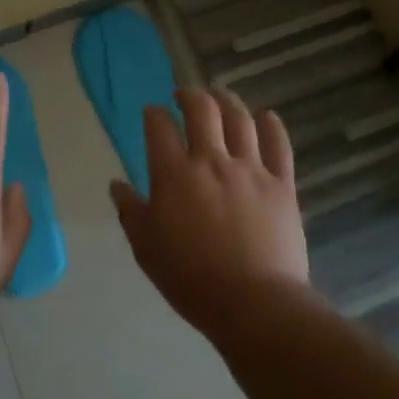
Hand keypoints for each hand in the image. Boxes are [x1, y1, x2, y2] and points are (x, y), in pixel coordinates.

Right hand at [111, 88, 309, 330]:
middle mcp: (211, 160)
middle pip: (201, 109)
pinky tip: (266, 116)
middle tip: (184, 96)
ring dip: (227, 100)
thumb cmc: (191, 279)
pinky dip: (272, 124)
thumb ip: (131, 211)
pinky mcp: (281, 183)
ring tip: (219, 96)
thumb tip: (117, 185)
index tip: (152, 113)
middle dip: (190, 95)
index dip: (154, 113)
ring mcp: (250, 168)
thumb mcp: (147, 248)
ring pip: (239, 118)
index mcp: (174, 174)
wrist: (253, 303)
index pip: (159, 126)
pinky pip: (278, 144)